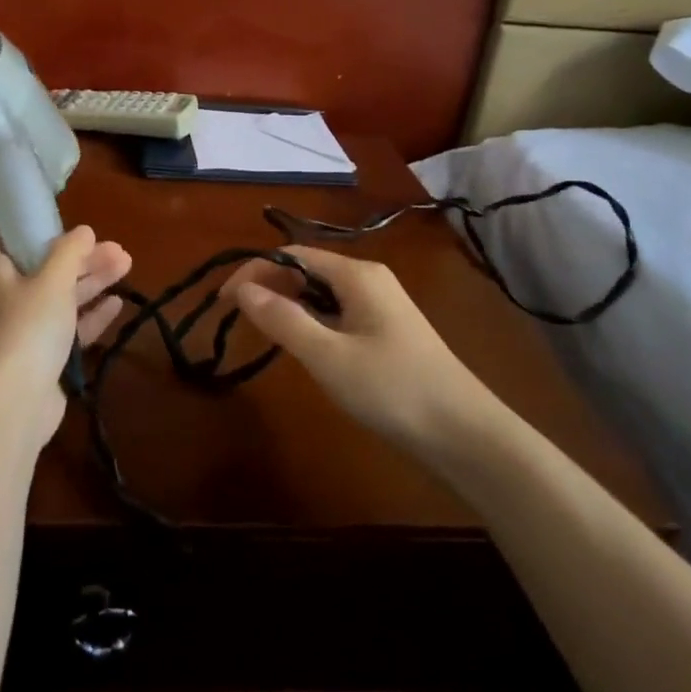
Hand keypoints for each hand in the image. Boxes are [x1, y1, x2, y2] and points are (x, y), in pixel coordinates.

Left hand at [0, 226, 131, 447]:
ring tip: (127, 266)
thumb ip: (70, 252)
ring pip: (61, 298)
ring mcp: (25, 331)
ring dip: (92, 282)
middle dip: (82, 259)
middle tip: (119, 250)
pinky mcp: (43, 357)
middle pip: (46, 269)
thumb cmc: (28, 327)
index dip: (37, 233)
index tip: (68, 228)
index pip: (10, 243)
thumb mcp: (52, 280)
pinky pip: (69, 329)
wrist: (15, 402)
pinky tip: (117, 304)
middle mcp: (7, 299)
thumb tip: (84, 230)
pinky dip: (91, 315)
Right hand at [221, 246, 501, 453]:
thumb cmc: (393, 389)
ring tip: (264, 333)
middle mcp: (369, 279)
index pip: (291, 255)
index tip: (223, 302)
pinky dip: (311, 322)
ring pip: (321, 293)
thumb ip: (282, 319)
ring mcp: (382, 306)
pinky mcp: (387, 332)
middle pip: (306, 270)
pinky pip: (337, 313)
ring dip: (289, 306)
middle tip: (238, 319)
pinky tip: (305, 348)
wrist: (466, 436)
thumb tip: (241, 288)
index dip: (253, 271)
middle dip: (269, 286)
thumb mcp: (328, 355)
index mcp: (357, 274)